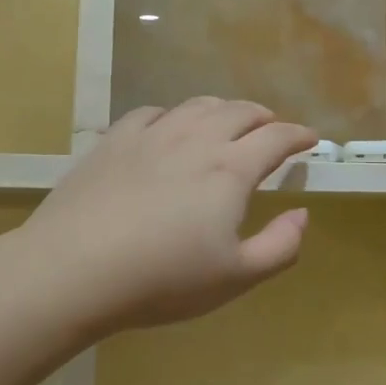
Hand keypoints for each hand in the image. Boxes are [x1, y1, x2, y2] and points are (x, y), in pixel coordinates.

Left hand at [22, 99, 317, 338]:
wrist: (74, 268)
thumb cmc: (163, 279)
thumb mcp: (236, 277)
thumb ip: (280, 246)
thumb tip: (302, 214)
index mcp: (230, 169)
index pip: (276, 138)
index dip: (299, 135)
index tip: (310, 139)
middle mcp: (195, 139)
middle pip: (239, 112)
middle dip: (264, 117)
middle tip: (272, 128)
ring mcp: (152, 135)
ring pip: (197, 106)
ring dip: (223, 109)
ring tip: (228, 120)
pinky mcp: (114, 141)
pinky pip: (152, 113)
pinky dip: (174, 115)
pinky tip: (169, 127)